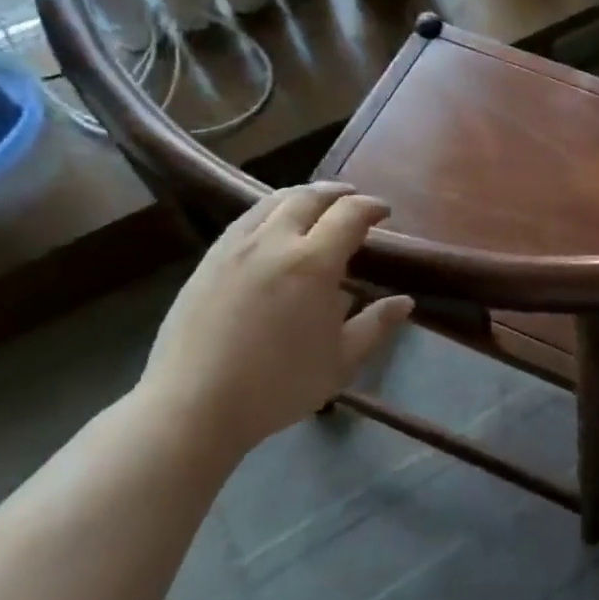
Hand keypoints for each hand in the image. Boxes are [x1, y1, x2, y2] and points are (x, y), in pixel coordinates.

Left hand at [137, 183, 412, 452]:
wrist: (193, 406)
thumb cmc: (277, 386)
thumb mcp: (340, 362)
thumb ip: (375, 325)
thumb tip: (405, 301)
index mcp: (313, 263)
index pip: (349, 214)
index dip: (371, 207)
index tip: (384, 212)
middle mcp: (274, 242)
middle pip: (309, 197)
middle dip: (337, 193)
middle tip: (353, 200)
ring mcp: (235, 247)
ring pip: (272, 202)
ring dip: (302, 196)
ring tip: (315, 206)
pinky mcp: (208, 260)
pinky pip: (245, 220)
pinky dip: (270, 211)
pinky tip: (273, 228)